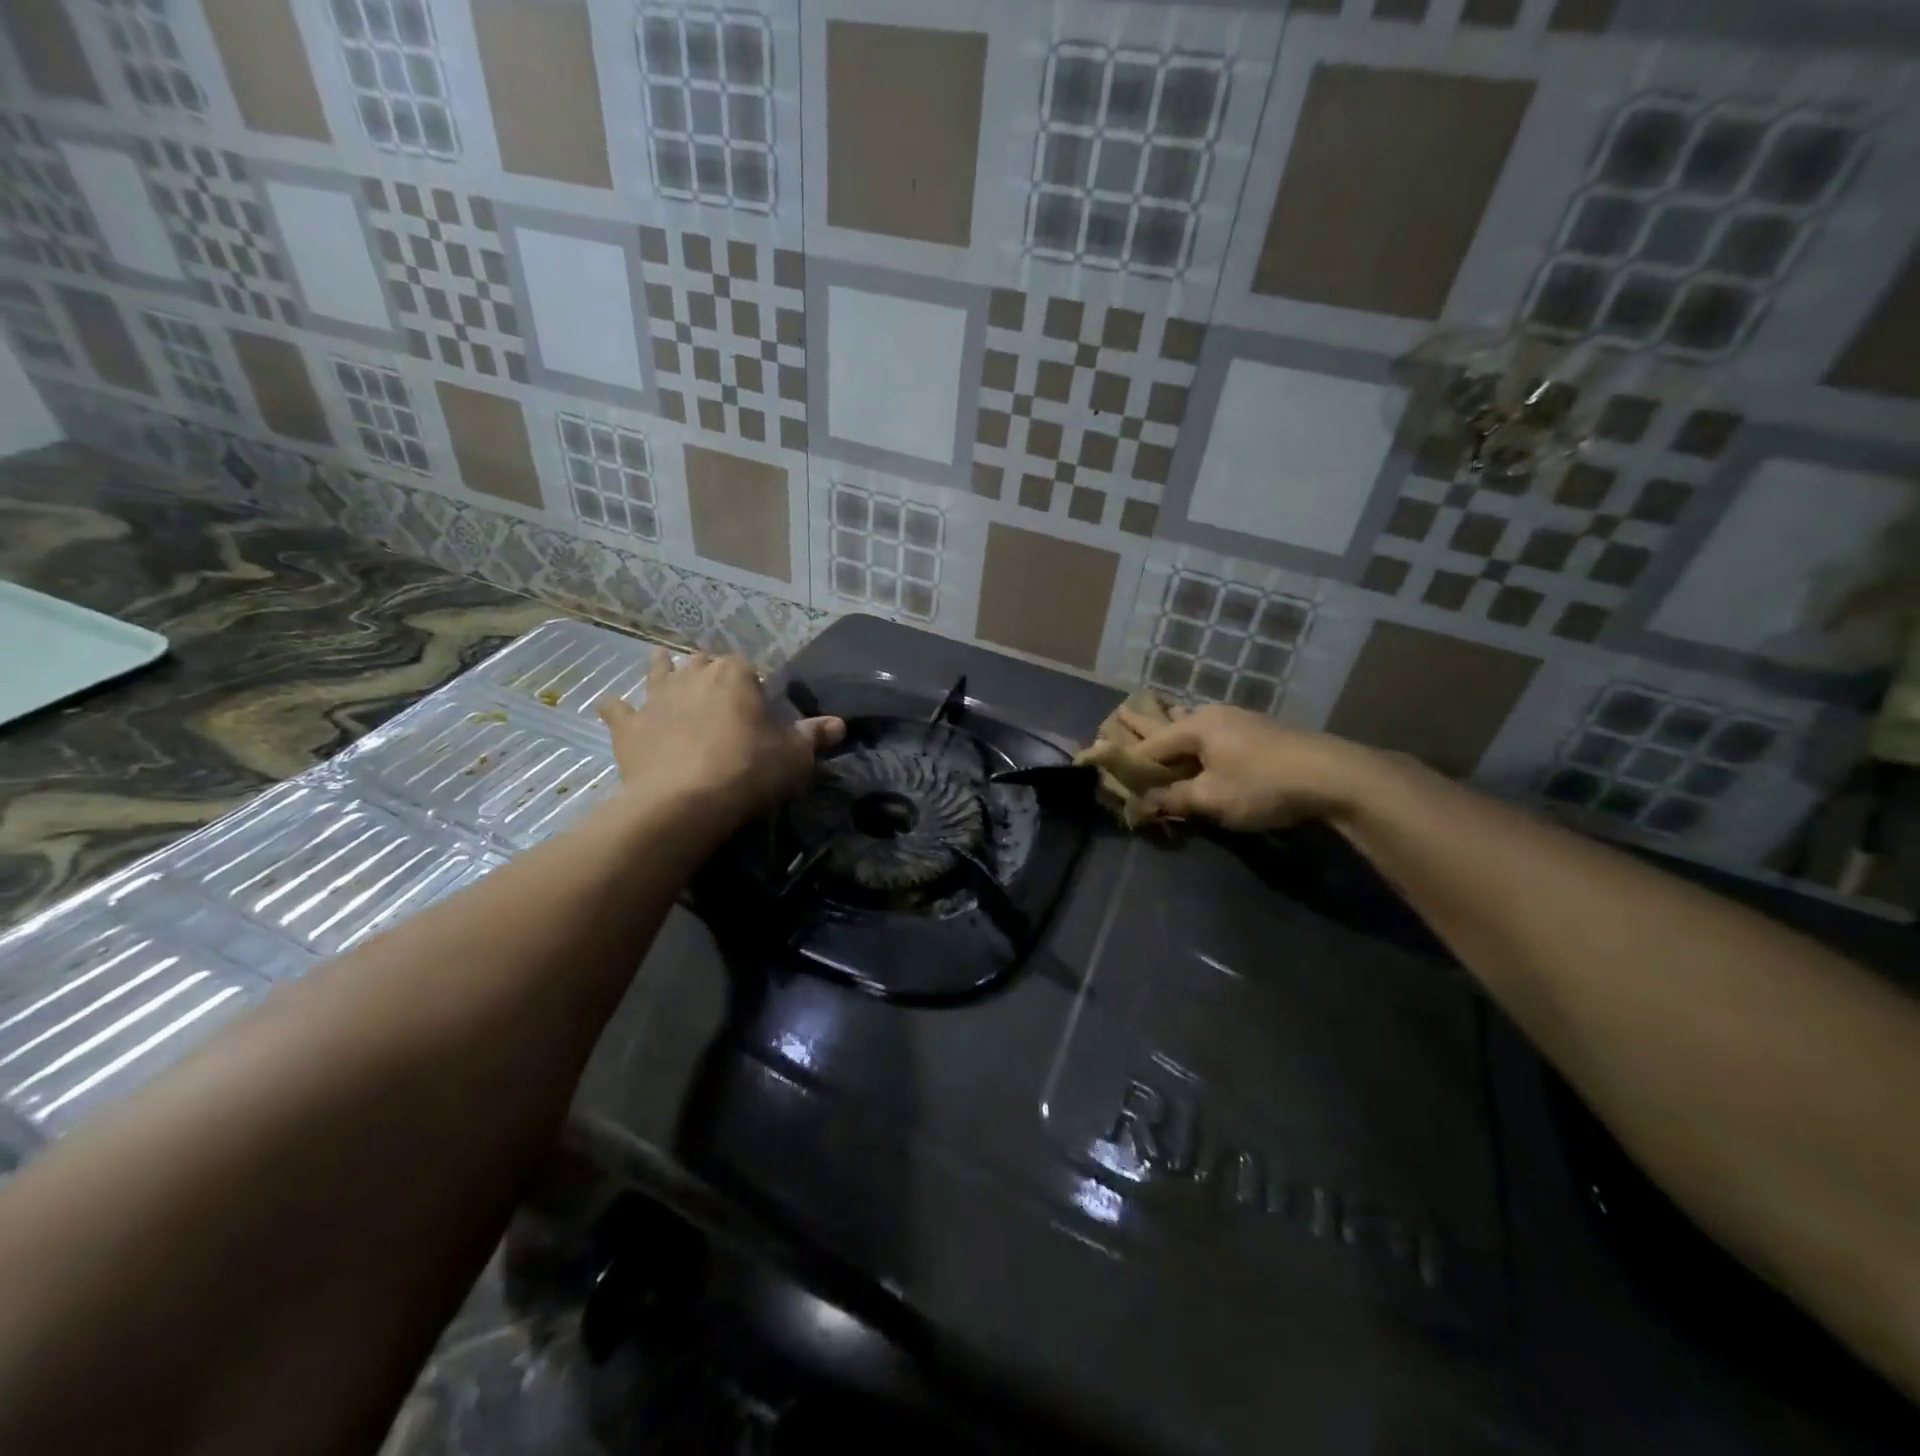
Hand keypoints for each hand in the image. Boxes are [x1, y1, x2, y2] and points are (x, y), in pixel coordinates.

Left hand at [596, 650, 843, 822]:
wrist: (684, 802)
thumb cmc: (748, 770)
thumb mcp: (794, 756)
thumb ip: (814, 735)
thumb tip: (839, 724)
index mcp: (735, 675)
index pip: (745, 665)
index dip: (752, 681)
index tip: (757, 701)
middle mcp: (693, 676)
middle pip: (701, 662)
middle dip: (708, 670)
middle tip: (717, 692)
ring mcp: (656, 699)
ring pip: (658, 672)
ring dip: (662, 669)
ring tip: (665, 668)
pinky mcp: (628, 727)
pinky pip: (617, 709)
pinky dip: (617, 708)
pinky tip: (615, 708)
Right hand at [1122, 703, 1373, 831]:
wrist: (1333, 776)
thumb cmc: (1262, 785)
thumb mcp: (1212, 798)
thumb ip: (1175, 799)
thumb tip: (1145, 802)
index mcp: (1196, 726)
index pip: (1151, 745)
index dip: (1128, 761)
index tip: (1108, 771)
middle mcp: (1213, 715)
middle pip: (1170, 722)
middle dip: (1145, 724)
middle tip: (1119, 713)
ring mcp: (1240, 721)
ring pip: (1196, 723)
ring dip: (1176, 727)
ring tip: (1161, 717)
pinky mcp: (1260, 732)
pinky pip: (1215, 731)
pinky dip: (1199, 737)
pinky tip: (1204, 737)